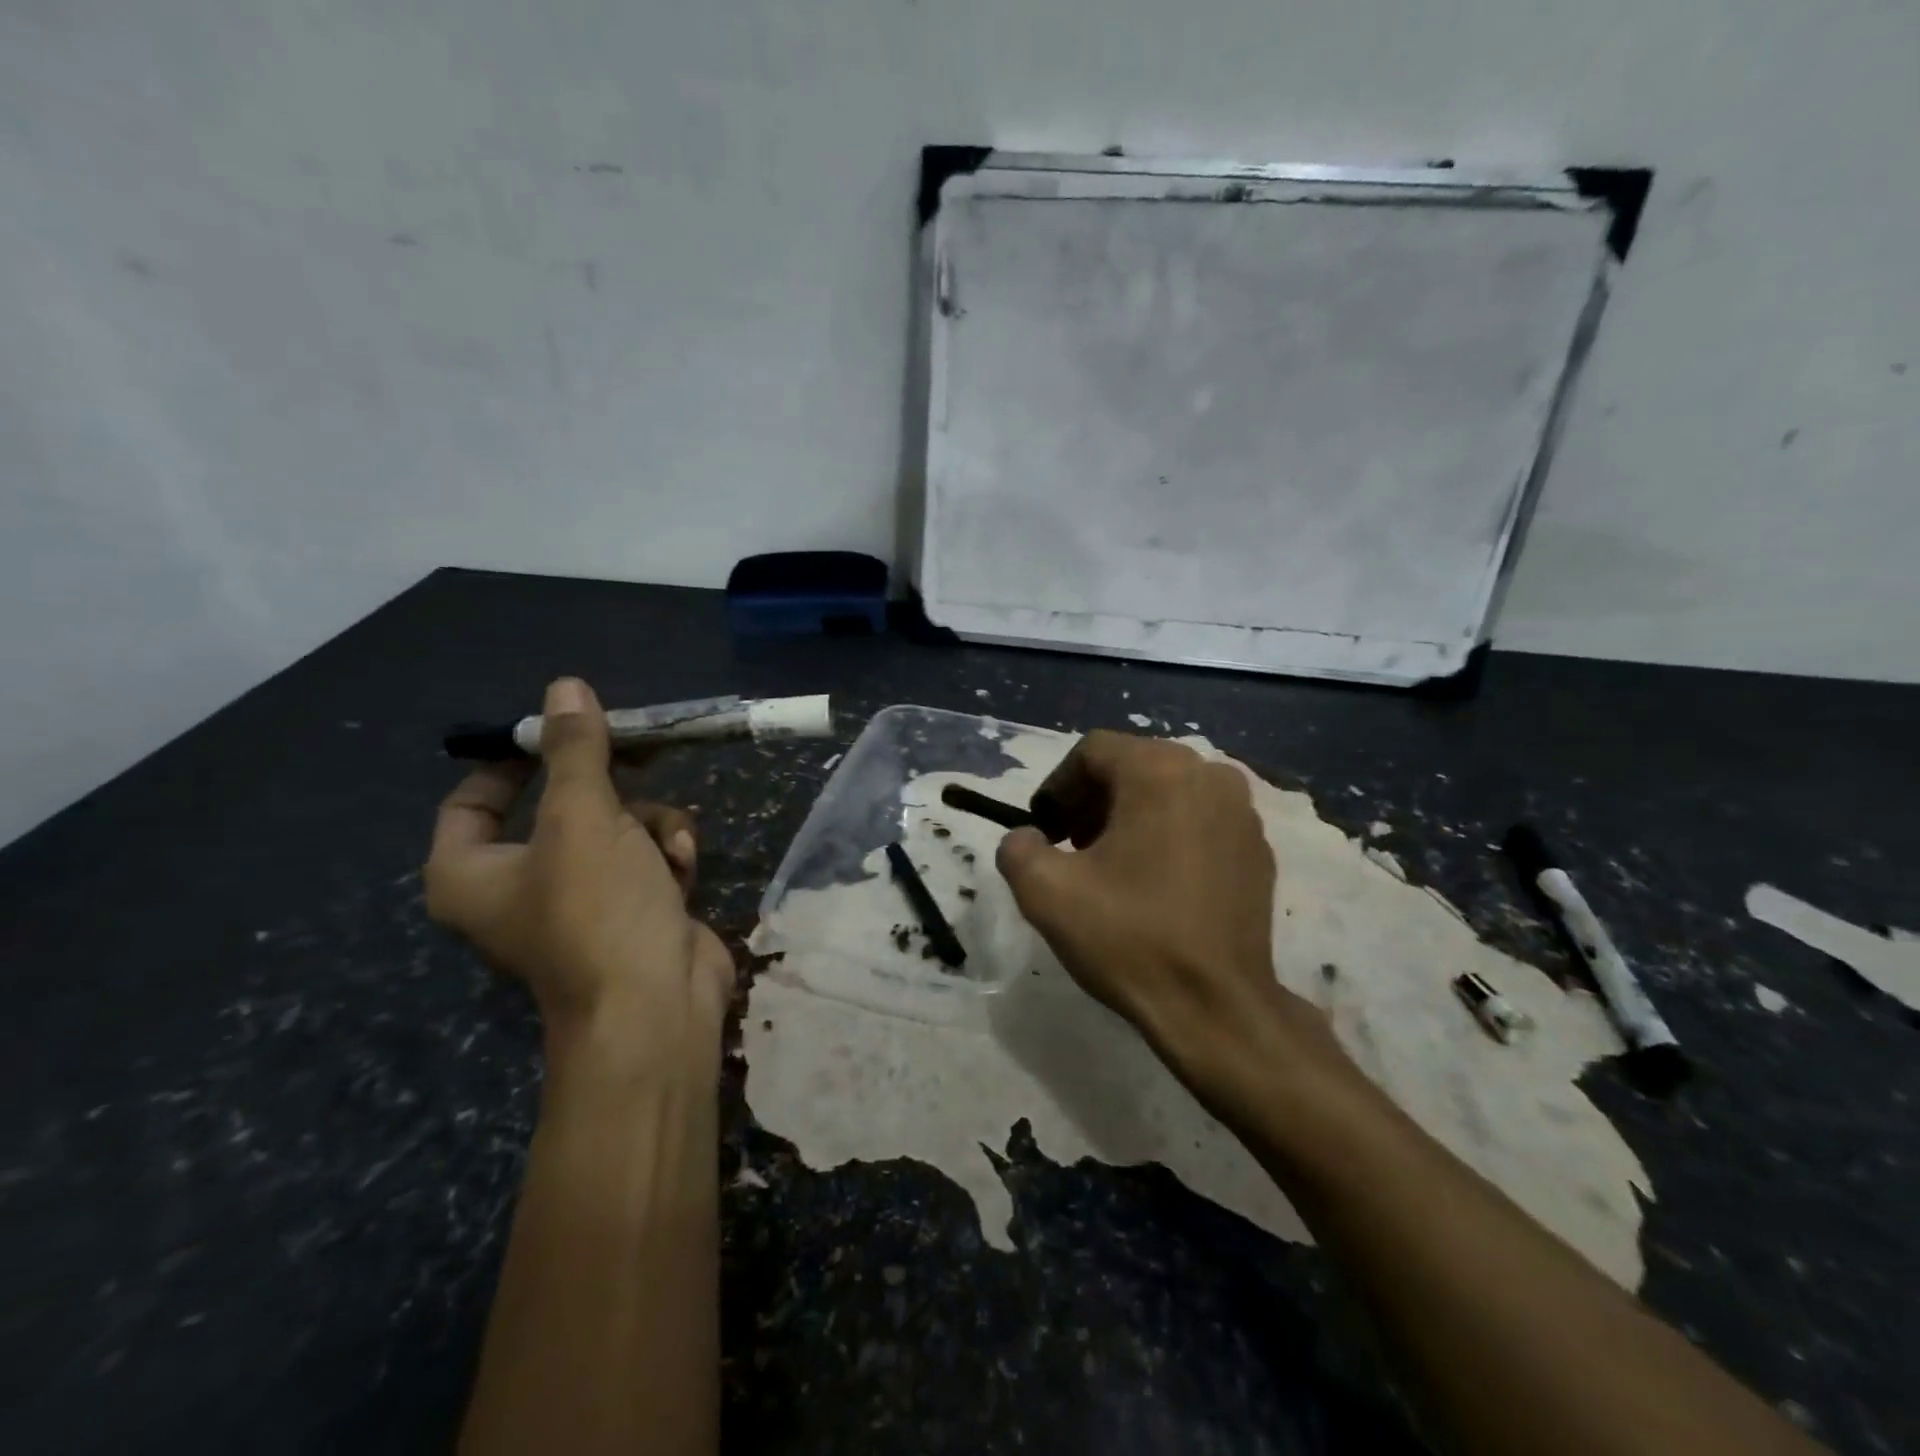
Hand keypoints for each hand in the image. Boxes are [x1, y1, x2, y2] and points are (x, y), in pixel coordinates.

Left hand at [425, 677, 733, 1086]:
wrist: (657, 1004)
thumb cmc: (599, 910)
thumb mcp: (584, 817)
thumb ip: (575, 750)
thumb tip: (564, 686)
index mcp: (474, 872)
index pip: (473, 798)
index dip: (514, 759)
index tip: (561, 728)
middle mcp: (521, 884)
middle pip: (562, 805)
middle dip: (613, 789)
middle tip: (643, 755)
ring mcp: (582, 898)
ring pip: (618, 827)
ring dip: (653, 824)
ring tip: (671, 846)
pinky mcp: (633, 908)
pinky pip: (646, 856)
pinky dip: (668, 854)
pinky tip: (684, 866)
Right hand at [996, 731, 1339, 1102]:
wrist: (1216, 1007)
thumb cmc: (1129, 937)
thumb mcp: (1044, 891)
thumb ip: (1018, 847)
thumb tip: (1028, 838)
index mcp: (1160, 771)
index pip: (1092, 752)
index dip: (1057, 787)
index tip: (1045, 830)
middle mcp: (1209, 776)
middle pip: (1133, 766)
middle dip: (1092, 800)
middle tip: (1071, 847)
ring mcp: (1242, 813)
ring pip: (1169, 791)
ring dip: (1131, 816)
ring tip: (1111, 867)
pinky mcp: (1258, 849)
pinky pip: (1200, 821)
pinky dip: (1169, 835)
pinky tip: (1156, 884)